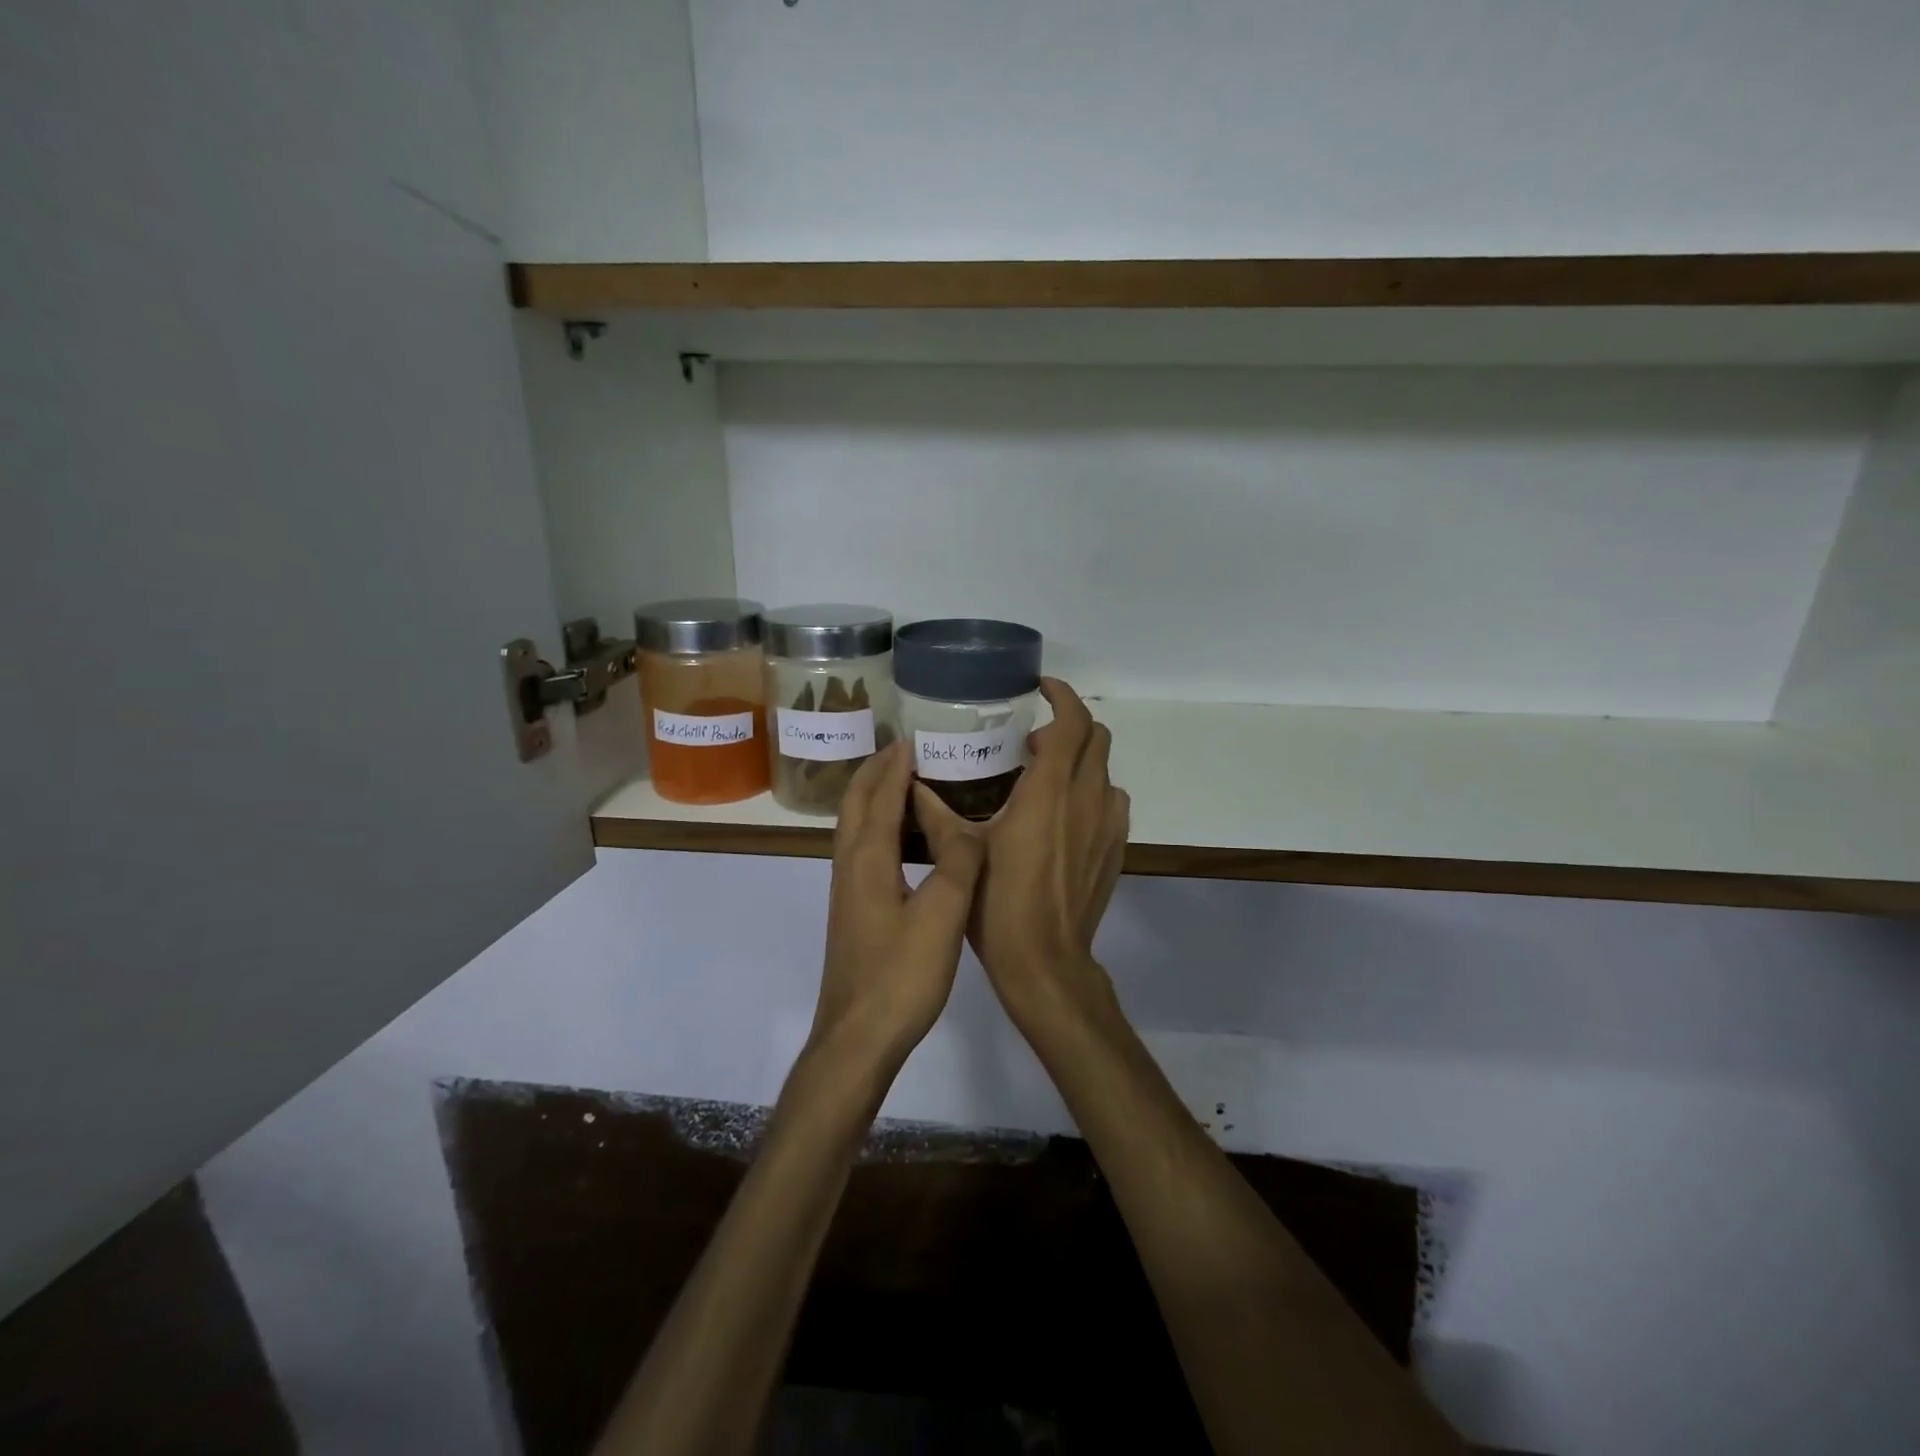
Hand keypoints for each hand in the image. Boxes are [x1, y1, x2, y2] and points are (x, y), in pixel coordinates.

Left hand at [809, 741, 986, 1070]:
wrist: (858, 1037)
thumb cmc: (901, 975)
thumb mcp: (942, 915)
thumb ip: (957, 863)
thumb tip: (966, 825)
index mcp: (868, 859)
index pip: (880, 797)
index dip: (895, 766)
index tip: (913, 739)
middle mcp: (850, 866)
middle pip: (856, 805)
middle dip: (875, 772)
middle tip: (904, 751)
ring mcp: (847, 890)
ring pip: (854, 828)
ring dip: (874, 797)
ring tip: (904, 784)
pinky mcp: (853, 911)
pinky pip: (862, 850)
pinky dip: (878, 827)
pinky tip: (902, 843)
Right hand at [970, 679, 1129, 1037]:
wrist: (1044, 961)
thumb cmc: (998, 903)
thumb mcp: (962, 851)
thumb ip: (937, 812)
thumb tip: (911, 785)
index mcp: (1049, 790)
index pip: (1072, 722)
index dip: (1062, 696)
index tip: (1041, 690)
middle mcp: (1086, 798)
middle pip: (1097, 737)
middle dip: (1070, 725)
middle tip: (1032, 741)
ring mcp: (1107, 824)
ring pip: (1105, 770)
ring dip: (1081, 761)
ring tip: (1046, 779)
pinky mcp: (1115, 848)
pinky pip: (1111, 801)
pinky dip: (1092, 792)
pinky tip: (1064, 816)